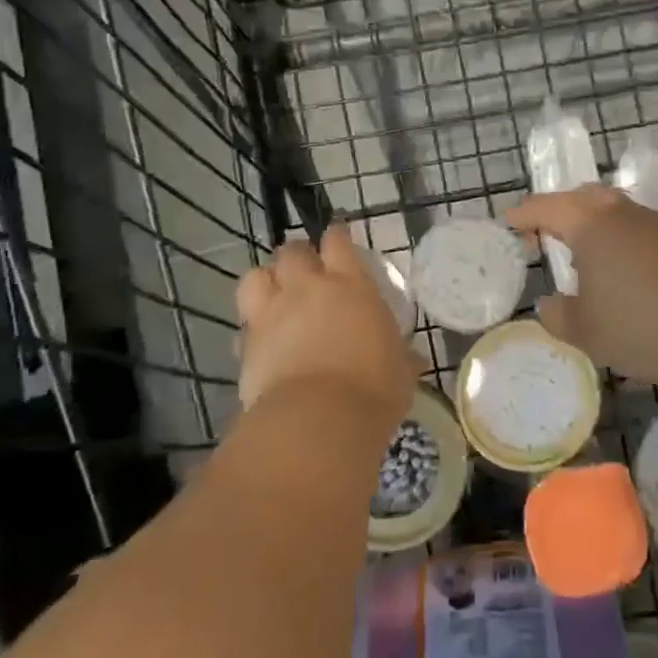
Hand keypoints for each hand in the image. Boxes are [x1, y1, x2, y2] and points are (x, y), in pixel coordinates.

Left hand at [235, 225, 418, 426]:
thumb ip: (402, 358)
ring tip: (275, 295)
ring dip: (265, 281)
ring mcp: (272, 313)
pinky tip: (261, 341)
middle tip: (306, 271)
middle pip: (292, 251)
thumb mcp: (401, 372)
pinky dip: (252, 328)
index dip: (336, 237)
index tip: (337, 239)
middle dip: (298, 257)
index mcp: (351, 285)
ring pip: (255, 276)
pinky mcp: (247, 344)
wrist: (318, 421)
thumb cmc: (374, 389)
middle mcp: (308, 289)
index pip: (338, 242)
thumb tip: (413, 360)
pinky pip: (244, 324)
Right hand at [507, 185, 657, 389]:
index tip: (510, 223)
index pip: (547, 208)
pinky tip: (621, 268)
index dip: (524, 214)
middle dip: (559, 210)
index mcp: (591, 225)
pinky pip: (637, 226)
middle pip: (583, 196)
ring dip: (592, 222)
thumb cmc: (641, 328)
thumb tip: (550, 304)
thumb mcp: (584, 331)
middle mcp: (622, 213)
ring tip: (582, 255)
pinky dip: (618, 236)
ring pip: (614, 208)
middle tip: (544, 236)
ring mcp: (656, 223)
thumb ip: (557, 315)